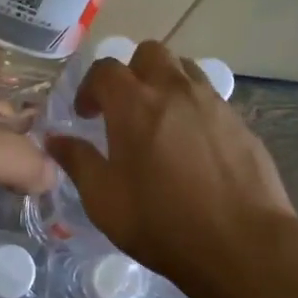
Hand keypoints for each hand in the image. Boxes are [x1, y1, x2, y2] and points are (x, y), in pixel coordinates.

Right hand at [46, 40, 296, 288]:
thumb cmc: (161, 223)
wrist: (241, 244)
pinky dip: (193, 108)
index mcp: (134, 105)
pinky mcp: (240, 124)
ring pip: (185, 70)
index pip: (105, 69)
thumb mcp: (103, 200)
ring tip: (159, 121)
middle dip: (131, 72)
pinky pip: (211, 99)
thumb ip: (78, 162)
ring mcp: (213, 104)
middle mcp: (175, 91)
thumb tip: (55, 140)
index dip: (90, 87)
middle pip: (150, 53)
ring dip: (165, 84)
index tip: (86, 115)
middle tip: (124, 109)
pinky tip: (192, 147)